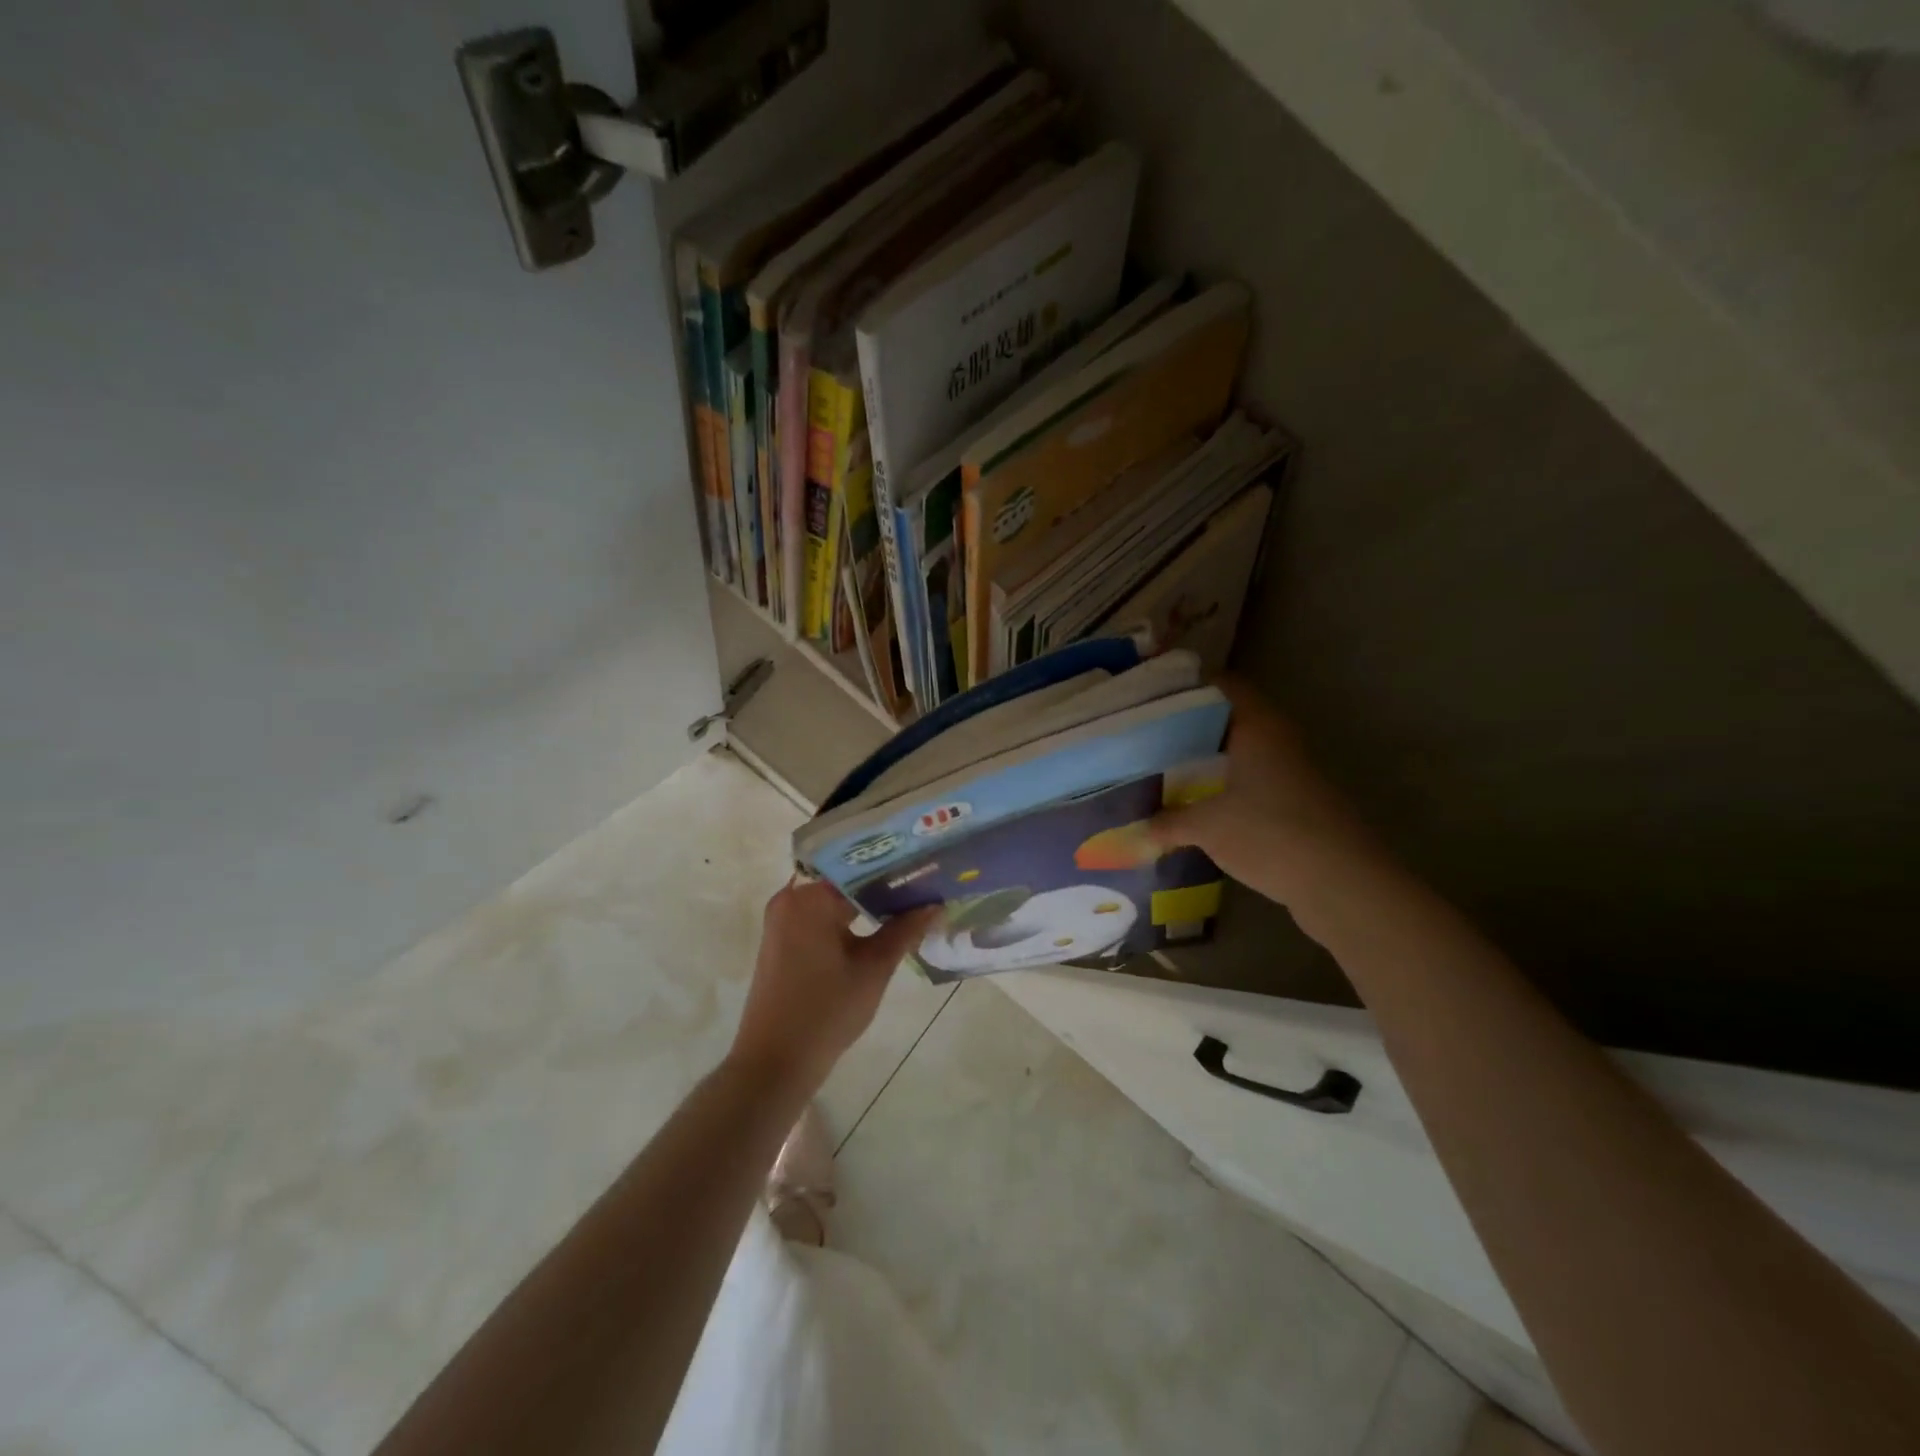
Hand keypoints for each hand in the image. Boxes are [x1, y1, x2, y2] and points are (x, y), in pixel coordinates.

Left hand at [727, 880, 941, 1101]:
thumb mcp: (873, 969)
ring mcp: (783, 920)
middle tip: (925, 882)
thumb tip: (936, 904)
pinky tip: (881, 924)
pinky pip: (821, 916)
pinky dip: (849, 918)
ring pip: (834, 899)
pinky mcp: (782, 940)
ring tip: (911, 900)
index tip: (925, 866)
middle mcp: (790, 899)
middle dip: (884, 883)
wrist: (775, 1063)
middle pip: (845, 879)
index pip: (860, 866)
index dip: (895, 866)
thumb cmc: (826, 1012)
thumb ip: (905, 931)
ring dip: (867, 902)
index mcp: (808, 898)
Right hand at [1150, 678, 1381, 905]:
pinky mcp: (1296, 803)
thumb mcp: (1207, 827)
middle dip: (1189, 728)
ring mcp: (1292, 772)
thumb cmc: (1270, 834)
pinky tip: (1196, 807)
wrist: (1341, 883)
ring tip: (1164, 772)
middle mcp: (1278, 740)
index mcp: (1258, 727)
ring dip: (1207, 762)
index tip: (1152, 699)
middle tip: (1147, 739)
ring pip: (1241, 753)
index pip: (1223, 686)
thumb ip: (1169, 821)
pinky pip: (1251, 782)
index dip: (1188, 686)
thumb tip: (1140, 826)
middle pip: (1229, 719)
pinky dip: (1224, 788)